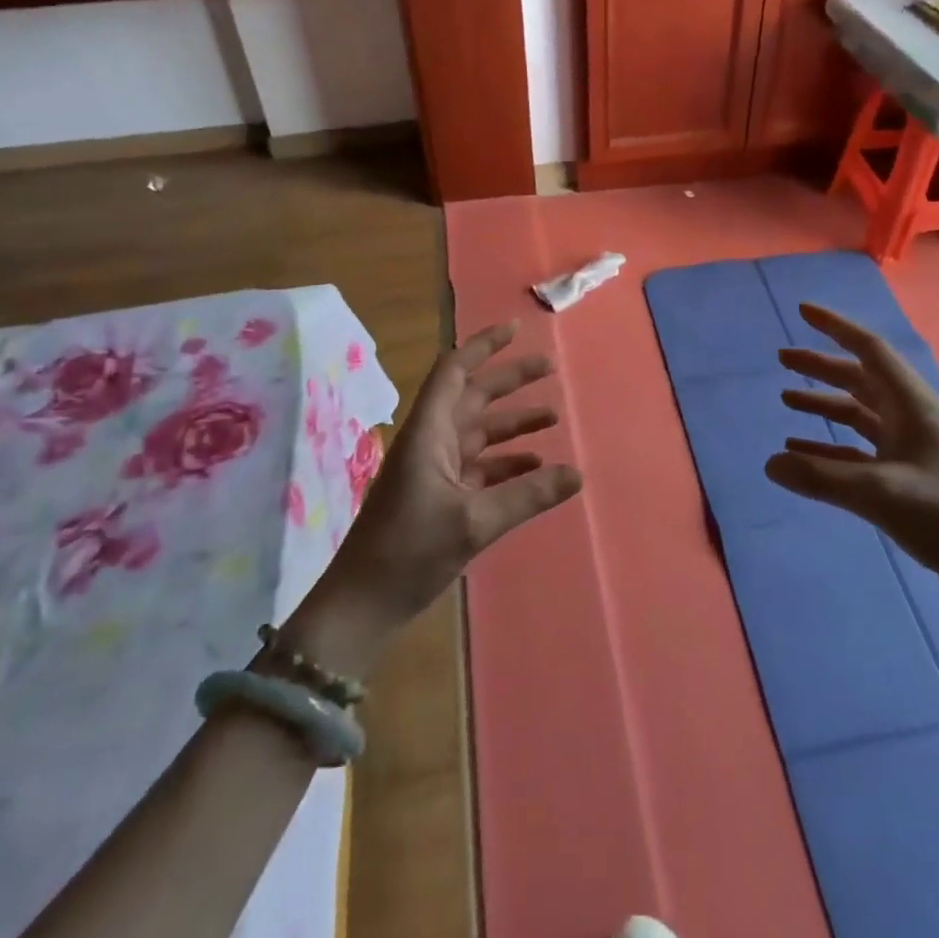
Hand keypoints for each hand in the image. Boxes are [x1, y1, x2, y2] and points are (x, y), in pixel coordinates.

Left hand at [276, 323, 580, 680]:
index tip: (517, 329)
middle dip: (509, 381)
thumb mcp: (473, 523)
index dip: (484, 346)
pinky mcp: (440, 498)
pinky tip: (535, 466)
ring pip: (479, 433)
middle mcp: (431, 443)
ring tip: (553, 416)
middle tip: (550, 368)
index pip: (455, 372)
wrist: (361, 607)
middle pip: (473, 397)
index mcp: (428, 433)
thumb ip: (527, 495)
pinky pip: (479, 467)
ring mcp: (434, 471)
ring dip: (512, 423)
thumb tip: (578, 473)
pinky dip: (506, 462)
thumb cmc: (408, 552)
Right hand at [767, 303, 938, 602]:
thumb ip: (822, 478)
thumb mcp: (882, 492)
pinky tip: (802, 453)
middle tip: (783, 358)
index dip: (836, 328)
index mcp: (912, 405)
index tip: (803, 312)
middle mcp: (910, 418)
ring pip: (858, 414)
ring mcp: (909, 449)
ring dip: (823, 404)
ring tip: (786, 399)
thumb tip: (769, 464)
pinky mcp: (905, 479)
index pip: (869, 351)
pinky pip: (858, 452)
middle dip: (821, 366)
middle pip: (859, 379)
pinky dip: (830, 448)